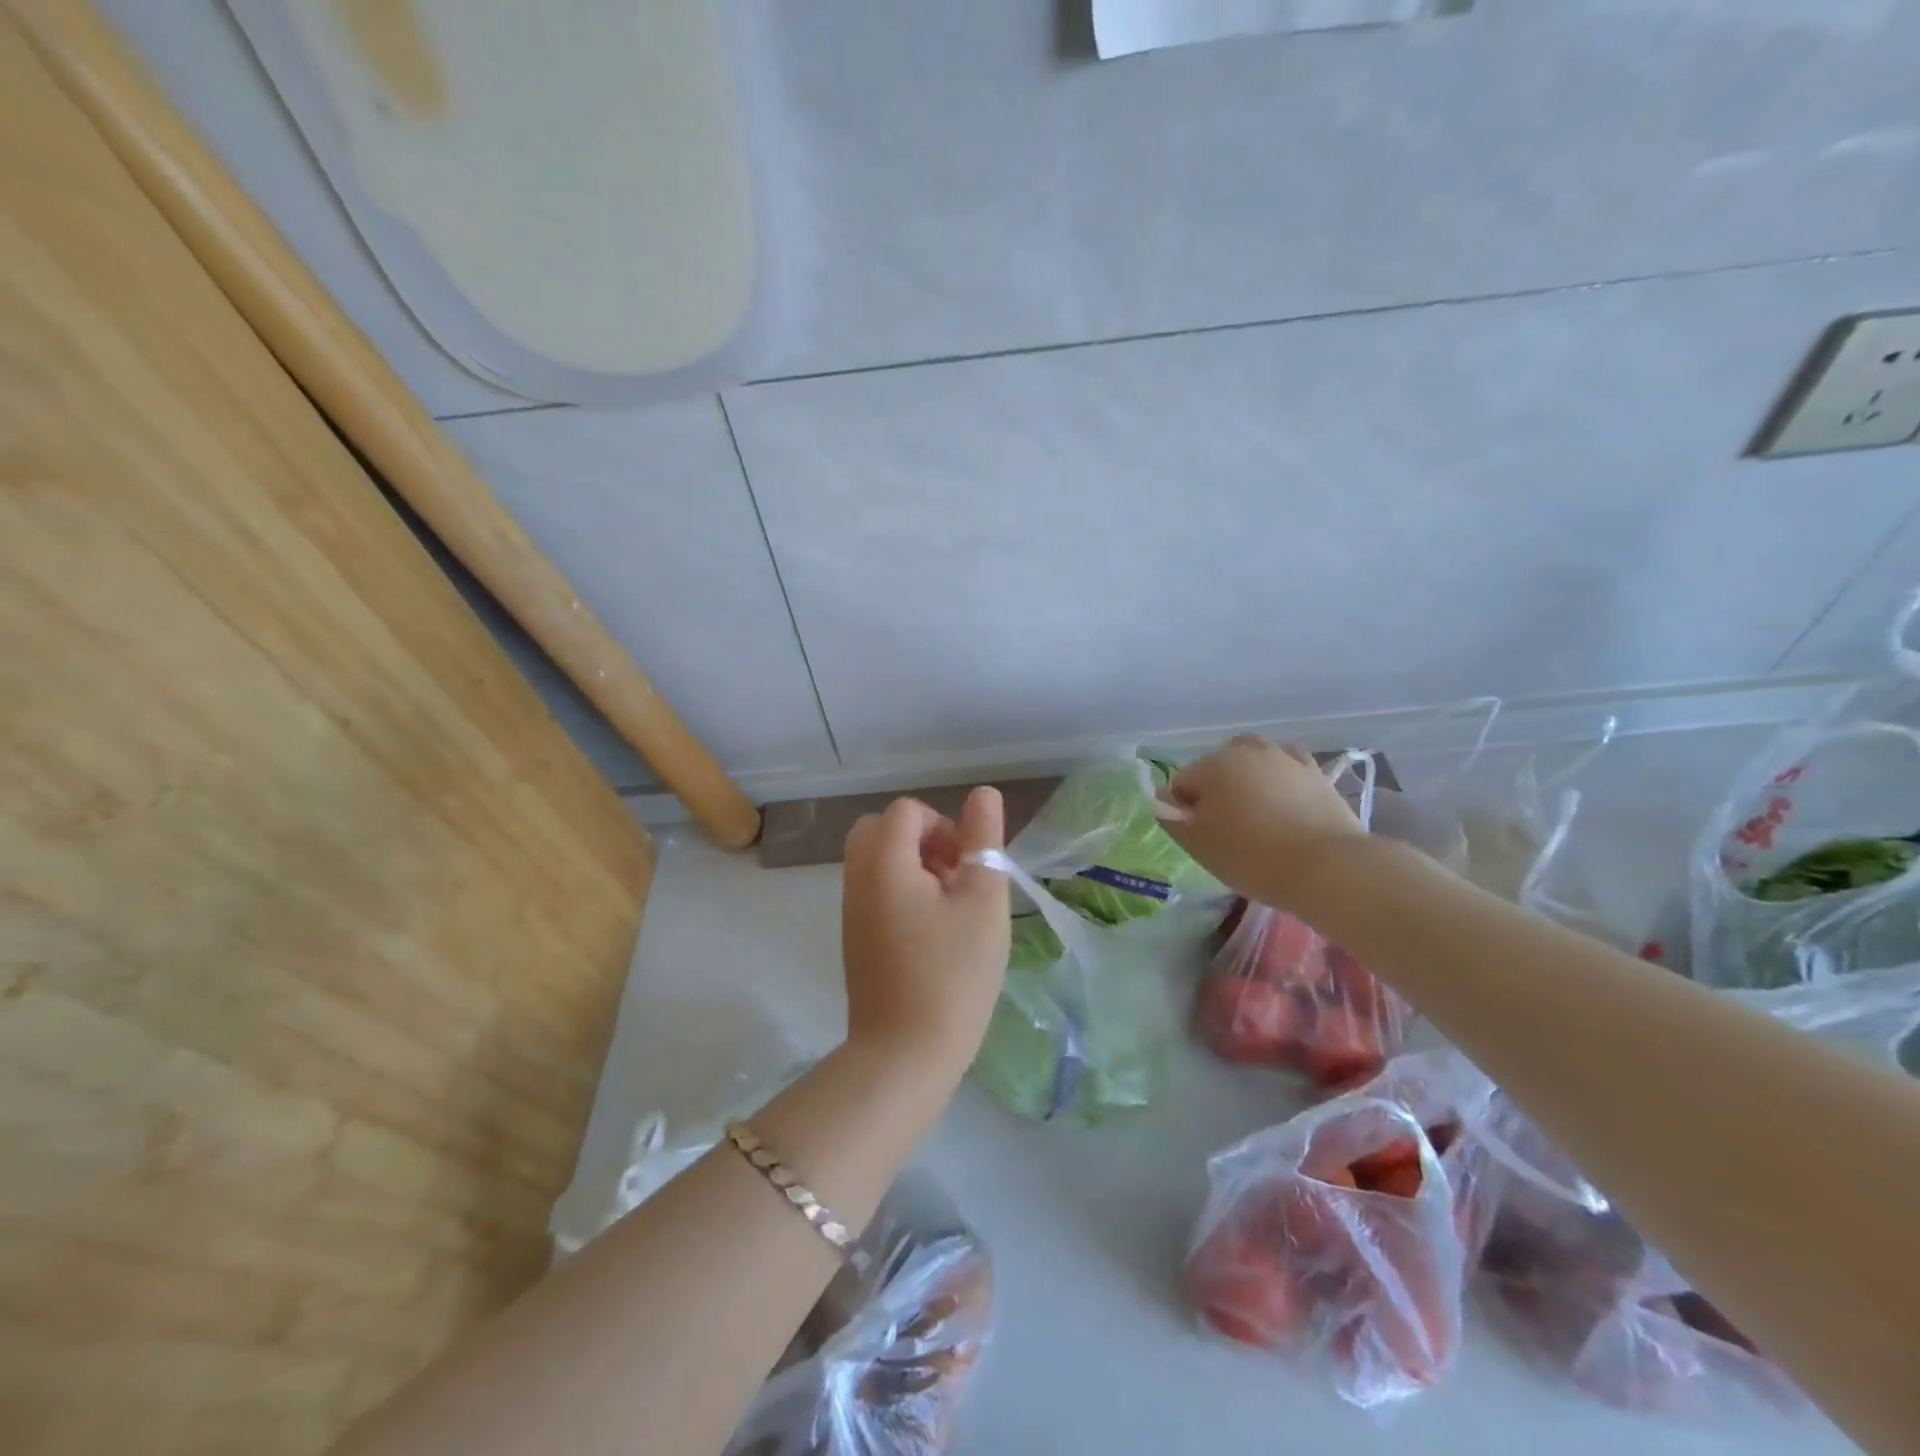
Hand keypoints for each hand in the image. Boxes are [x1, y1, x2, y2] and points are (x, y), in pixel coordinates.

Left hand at [841, 789, 1010, 1085]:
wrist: (905, 1054)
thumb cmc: (954, 973)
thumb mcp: (983, 900)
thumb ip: (983, 840)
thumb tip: (983, 794)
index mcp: (884, 861)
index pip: (907, 811)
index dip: (944, 827)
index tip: (966, 868)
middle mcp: (857, 878)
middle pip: (882, 830)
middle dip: (922, 841)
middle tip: (954, 879)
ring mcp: (850, 910)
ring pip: (876, 860)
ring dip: (913, 867)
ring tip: (948, 908)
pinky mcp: (853, 938)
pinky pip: (873, 891)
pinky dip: (899, 892)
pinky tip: (930, 933)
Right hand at [1159, 736, 1366, 910]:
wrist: (1325, 867)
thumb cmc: (1251, 856)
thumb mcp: (1198, 844)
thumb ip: (1171, 818)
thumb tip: (1162, 799)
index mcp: (1212, 764)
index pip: (1182, 784)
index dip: (1185, 812)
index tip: (1201, 839)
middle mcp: (1246, 750)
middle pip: (1217, 769)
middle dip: (1216, 791)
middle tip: (1228, 831)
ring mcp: (1284, 758)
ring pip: (1253, 765)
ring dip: (1247, 783)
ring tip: (1257, 818)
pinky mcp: (1315, 772)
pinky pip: (1286, 770)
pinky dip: (1279, 781)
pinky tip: (1284, 804)